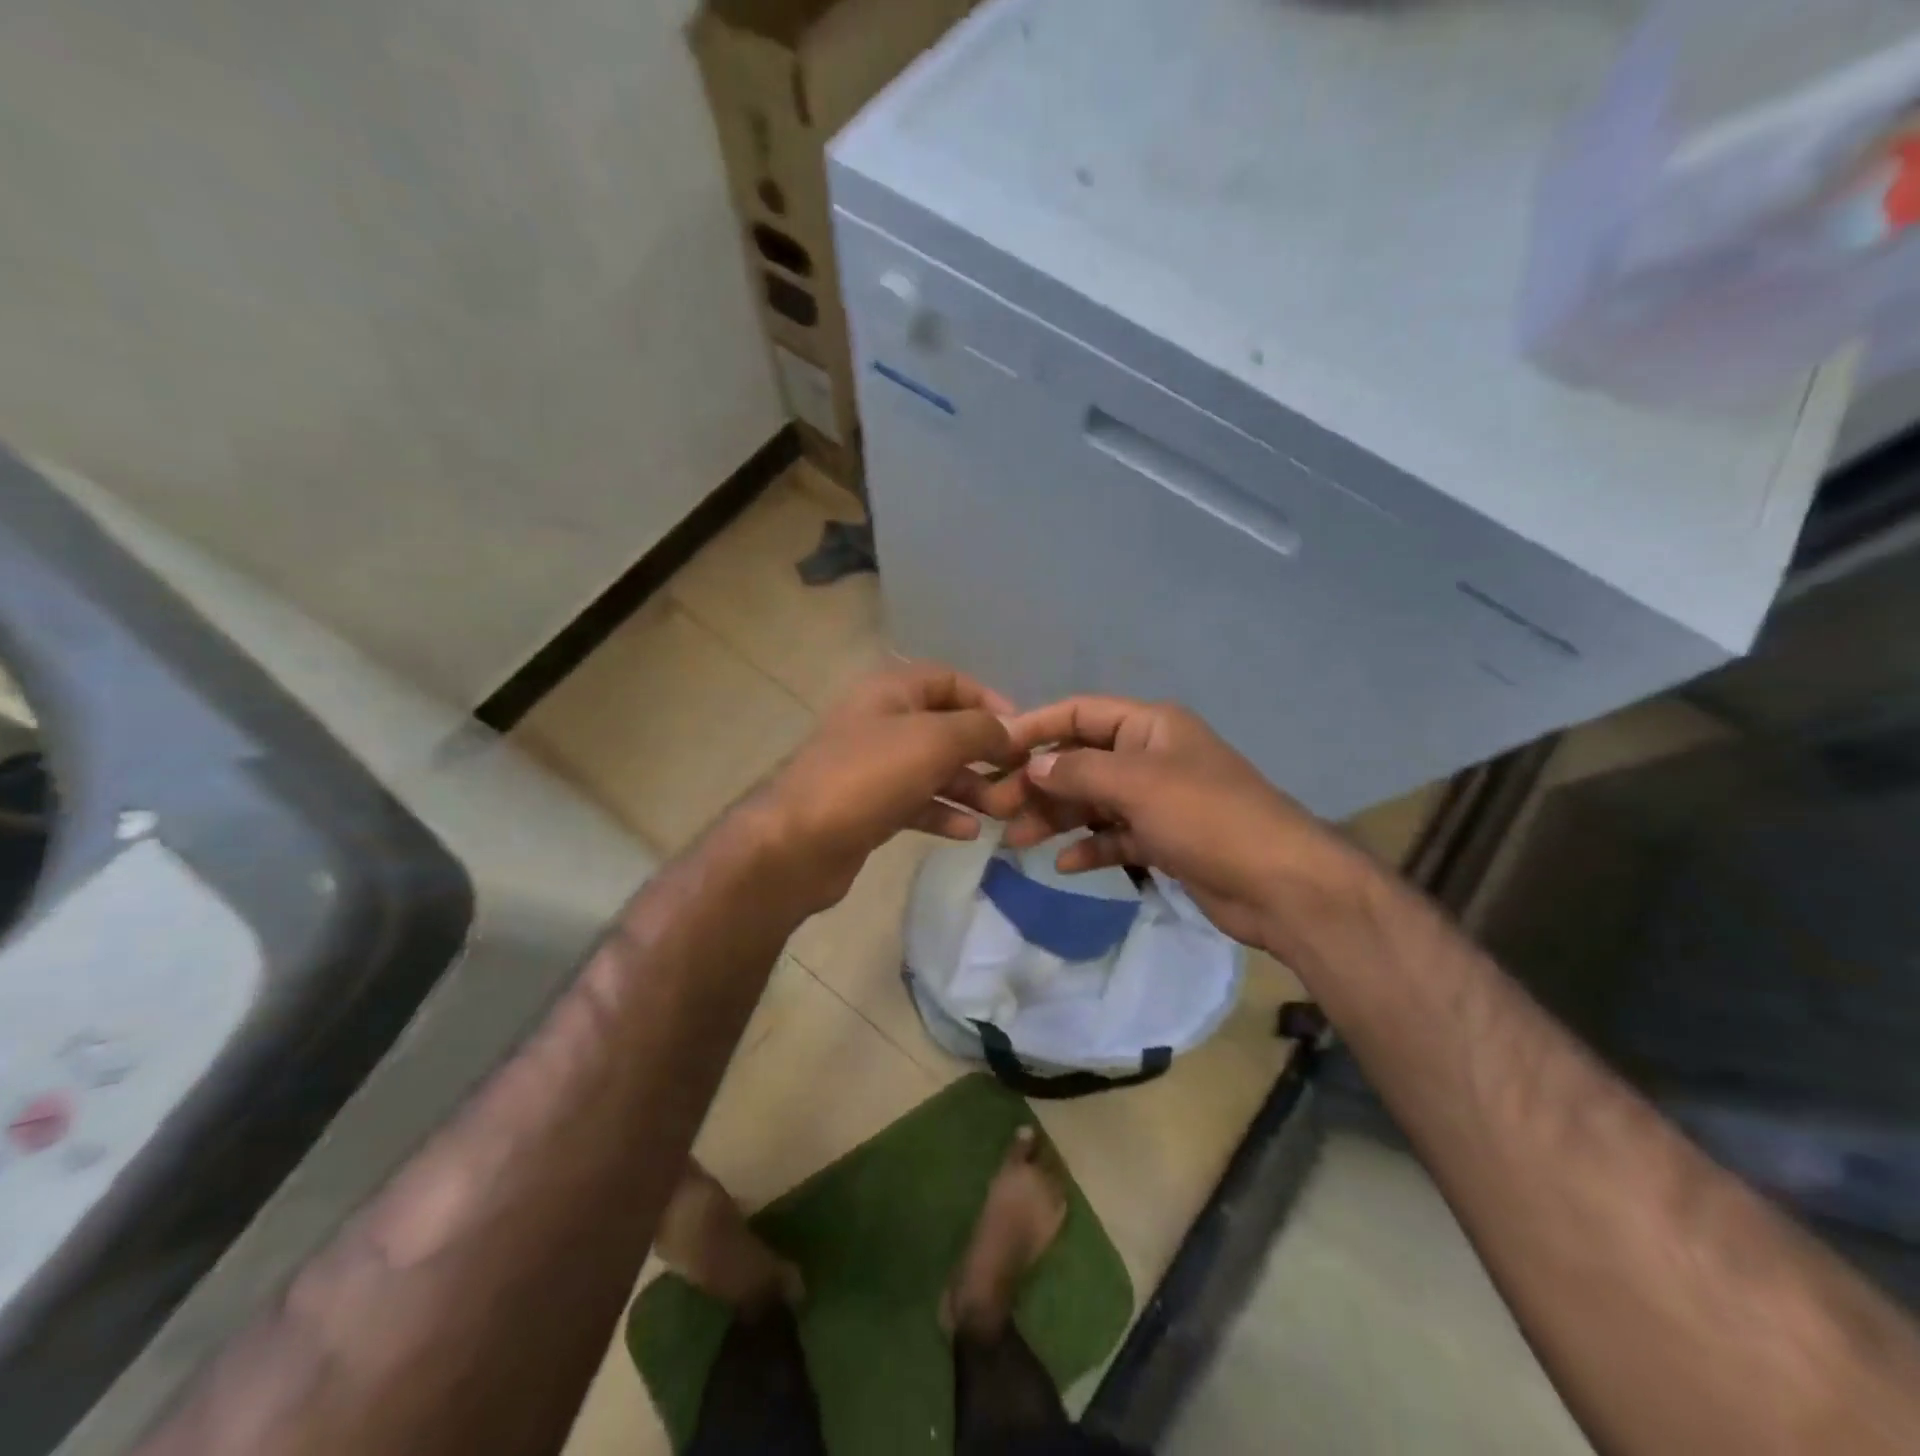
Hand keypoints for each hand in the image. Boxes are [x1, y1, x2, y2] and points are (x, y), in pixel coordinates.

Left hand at [759, 662, 1017, 914]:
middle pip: (945, 727)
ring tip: (1002, 810)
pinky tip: (970, 832)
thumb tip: (1012, 731)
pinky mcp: (869, 806)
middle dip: (984, 752)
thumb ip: (980, 730)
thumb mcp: (934, 741)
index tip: (1022, 731)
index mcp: (890, 690)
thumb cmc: (869, 777)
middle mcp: (881, 721)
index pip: (949, 680)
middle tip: (1019, 778)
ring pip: (933, 768)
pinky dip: (943, 812)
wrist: (798, 843)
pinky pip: (917, 801)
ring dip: (970, 786)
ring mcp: (873, 766)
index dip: (988, 700)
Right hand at [988, 697, 1365, 952]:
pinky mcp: (1163, 840)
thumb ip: (1079, 772)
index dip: (1037, 727)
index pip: (1080, 714)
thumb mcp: (1137, 785)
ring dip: (1057, 819)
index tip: (995, 750)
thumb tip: (1032, 766)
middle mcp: (1150, 756)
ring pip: (1093, 802)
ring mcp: (1158, 800)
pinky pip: (1114, 837)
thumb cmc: (1207, 817)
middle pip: (1082, 761)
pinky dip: (1090, 848)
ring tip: (1017, 841)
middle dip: (1041, 783)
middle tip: (999, 809)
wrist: (1280, 884)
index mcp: (1150, 726)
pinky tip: (1063, 865)